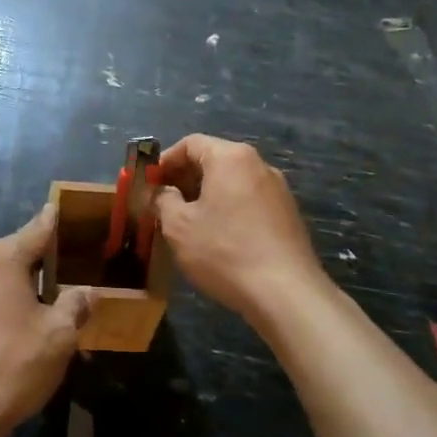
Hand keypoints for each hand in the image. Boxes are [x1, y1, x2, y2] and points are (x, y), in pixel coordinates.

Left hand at [0, 203, 94, 436]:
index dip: (55, 222)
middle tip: (70, 272)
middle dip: (41, 261)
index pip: (37, 230)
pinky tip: (18, 322)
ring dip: (19, 284)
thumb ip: (75, 304)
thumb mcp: (59, 334)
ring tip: (48, 301)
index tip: (64, 209)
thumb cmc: (14, 363)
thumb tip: (86, 291)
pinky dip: (0, 300)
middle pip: (15, 252)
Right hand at [154, 135, 329, 324]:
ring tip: (187, 224)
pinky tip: (218, 238)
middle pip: (213, 160)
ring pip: (231, 182)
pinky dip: (228, 209)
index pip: (190, 143)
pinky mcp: (288, 214)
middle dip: (184, 179)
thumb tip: (161, 192)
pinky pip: (248, 201)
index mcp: (231, 157)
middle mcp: (258, 164)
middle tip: (163, 205)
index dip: (164, 161)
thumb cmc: (224, 251)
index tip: (148, 185)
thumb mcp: (178, 226)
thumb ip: (162, 200)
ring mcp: (278, 189)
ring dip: (205, 196)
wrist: (286, 293)